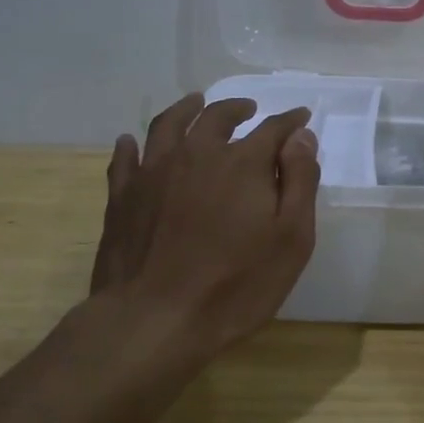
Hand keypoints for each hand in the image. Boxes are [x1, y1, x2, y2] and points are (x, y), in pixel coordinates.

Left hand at [89, 92, 320, 355]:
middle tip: (248, 109)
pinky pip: (125, 159)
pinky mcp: (122, 197)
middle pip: (217, 117)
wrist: (155, 320)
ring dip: (186, 109)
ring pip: (169, 125)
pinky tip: (131, 142)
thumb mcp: (291, 238)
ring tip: (195, 103)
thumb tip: (301, 136)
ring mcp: (154, 173)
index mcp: (242, 163)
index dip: (290, 121)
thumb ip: (300, 181)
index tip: (301, 116)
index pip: (273, 129)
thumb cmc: (236, 284)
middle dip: (237, 108)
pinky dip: (131, 146)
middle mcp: (197, 154)